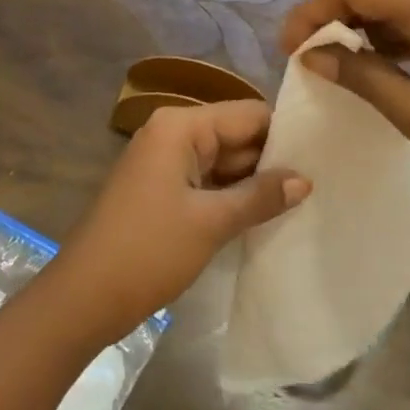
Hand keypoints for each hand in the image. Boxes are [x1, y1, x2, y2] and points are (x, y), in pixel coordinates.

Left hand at [44, 101, 308, 346]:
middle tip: (324, 182)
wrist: (85, 296)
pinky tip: (266, 215)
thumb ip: (260, 196)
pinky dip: (232, 196)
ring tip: (306, 200)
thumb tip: (306, 179)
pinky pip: (207, 181)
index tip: (325, 155)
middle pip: (235, 134)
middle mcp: (172, 133)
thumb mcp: (211, 222)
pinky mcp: (162, 189)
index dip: (284, 133)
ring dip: (255, 181)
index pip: (247, 113)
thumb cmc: (148, 250)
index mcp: (180, 125)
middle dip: (273, 159)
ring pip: (223, 161)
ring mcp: (165, 162)